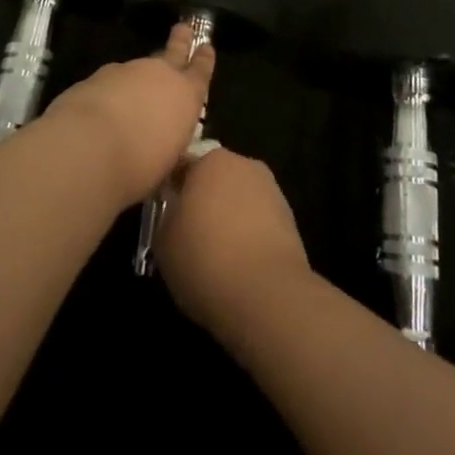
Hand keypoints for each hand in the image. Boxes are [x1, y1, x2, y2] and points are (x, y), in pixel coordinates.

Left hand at [40, 21, 213, 207]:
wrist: (88, 147)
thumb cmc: (140, 165)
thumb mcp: (167, 162)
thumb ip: (168, 143)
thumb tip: (163, 143)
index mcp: (185, 95)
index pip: (201, 70)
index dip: (204, 59)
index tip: (206, 46)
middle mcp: (159, 74)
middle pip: (173, 50)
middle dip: (180, 40)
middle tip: (184, 27)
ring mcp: (125, 71)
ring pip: (137, 68)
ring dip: (138, 77)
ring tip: (135, 94)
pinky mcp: (95, 77)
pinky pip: (110, 82)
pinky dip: (111, 92)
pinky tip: (103, 110)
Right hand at [155, 146, 310, 338]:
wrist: (266, 295)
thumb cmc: (205, 259)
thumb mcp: (163, 240)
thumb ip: (167, 215)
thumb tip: (176, 211)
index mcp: (210, 159)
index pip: (183, 164)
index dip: (172, 188)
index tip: (165, 214)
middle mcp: (244, 164)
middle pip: (215, 178)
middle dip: (204, 199)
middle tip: (189, 234)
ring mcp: (272, 190)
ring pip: (239, 199)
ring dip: (228, 217)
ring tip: (215, 255)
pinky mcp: (290, 220)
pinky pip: (258, 222)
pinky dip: (248, 236)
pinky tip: (239, 264)